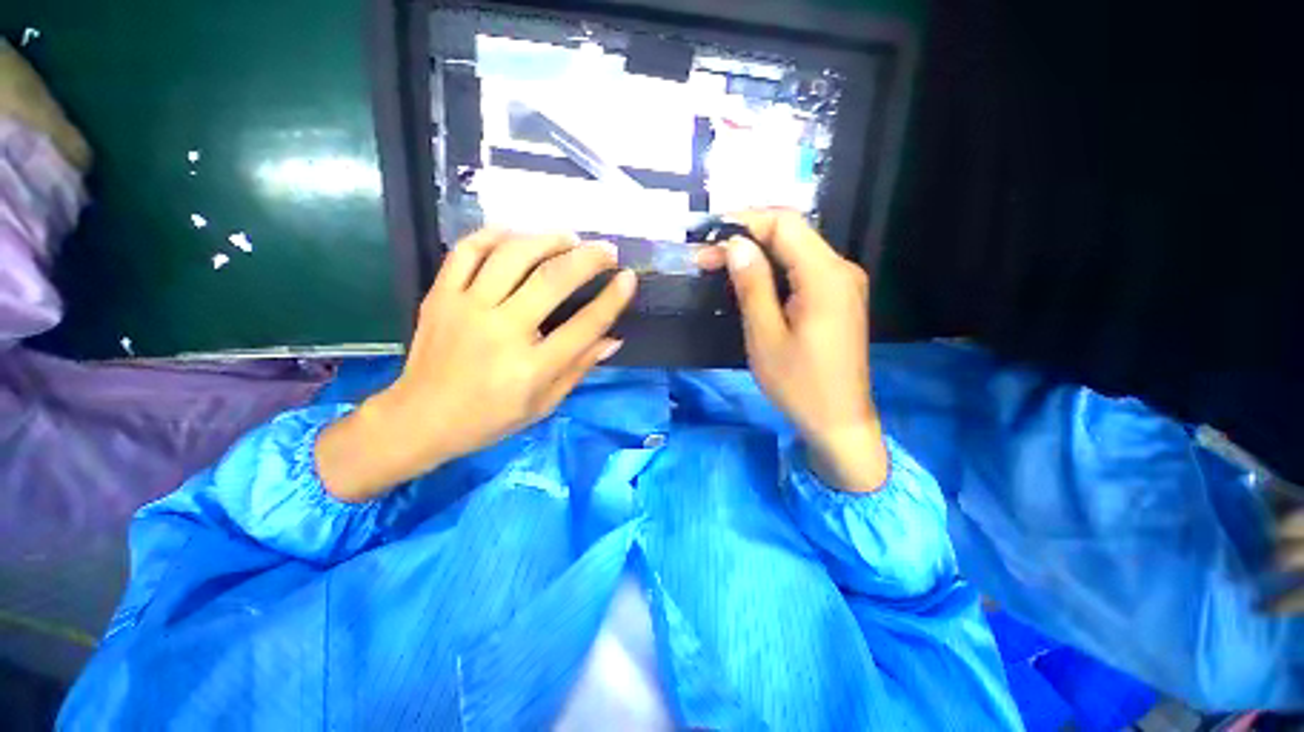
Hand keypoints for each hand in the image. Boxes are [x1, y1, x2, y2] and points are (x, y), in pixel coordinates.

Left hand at [317, 229, 637, 501]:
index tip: (629, 279)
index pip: (584, 326)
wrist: (420, 419)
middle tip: (607, 251)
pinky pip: (467, 251)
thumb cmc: (490, 418)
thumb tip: (612, 339)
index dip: (612, 300)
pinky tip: (517, 235)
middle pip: (551, 281)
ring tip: (569, 238)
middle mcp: (501, 331)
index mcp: (531, 367)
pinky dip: (494, 235)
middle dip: (587, 259)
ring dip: (546, 240)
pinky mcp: (440, 295)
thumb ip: (579, 368)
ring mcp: (466, 308)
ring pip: (512, 256)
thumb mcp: (544, 403)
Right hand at [697, 210, 886, 492]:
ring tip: (721, 266)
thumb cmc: (799, 384)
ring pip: (796, 250)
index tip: (708, 236)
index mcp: (825, 276)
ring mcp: (844, 283)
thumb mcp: (766, 337)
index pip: (784, 224)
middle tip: (707, 257)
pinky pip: (803, 270)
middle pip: (792, 233)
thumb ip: (752, 286)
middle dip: (747, 238)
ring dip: (758, 253)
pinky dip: (774, 269)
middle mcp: (841, 269)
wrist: (839, 421)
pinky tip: (751, 281)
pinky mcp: (839, 298)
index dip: (744, 222)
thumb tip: (736, 245)